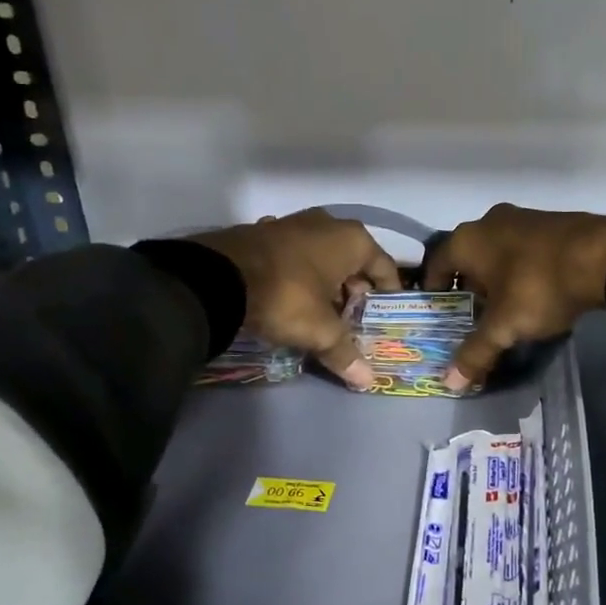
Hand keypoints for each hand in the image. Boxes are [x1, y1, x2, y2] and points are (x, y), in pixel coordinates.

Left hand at [191, 209, 401, 389]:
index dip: (388, 293)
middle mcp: (327, 223)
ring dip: (325, 280)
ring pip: (322, 255)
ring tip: (320, 311)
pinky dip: (298, 272)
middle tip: (350, 319)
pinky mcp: (264, 230)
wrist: (218, 276)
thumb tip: (368, 382)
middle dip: (354, 289)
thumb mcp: (319, 330)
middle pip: (353, 260)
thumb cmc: (286, 297)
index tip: (384, 315)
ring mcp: (293, 222)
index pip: (384, 267)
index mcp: (352, 240)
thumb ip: (345, 353)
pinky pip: (294, 254)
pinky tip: (289, 295)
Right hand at [422, 204, 605, 390]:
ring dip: (497, 277)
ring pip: (498, 251)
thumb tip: (449, 383)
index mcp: (467, 240)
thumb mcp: (504, 326)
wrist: (604, 256)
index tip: (440, 313)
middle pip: (468, 257)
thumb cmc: (538, 287)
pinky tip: (536, 291)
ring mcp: (524, 217)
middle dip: (469, 286)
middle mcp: (489, 221)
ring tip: (506, 307)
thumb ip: (475, 353)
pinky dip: (523, 268)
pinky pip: (526, 248)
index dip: (434, 290)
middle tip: (473, 316)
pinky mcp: (553, 222)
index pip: (436, 264)